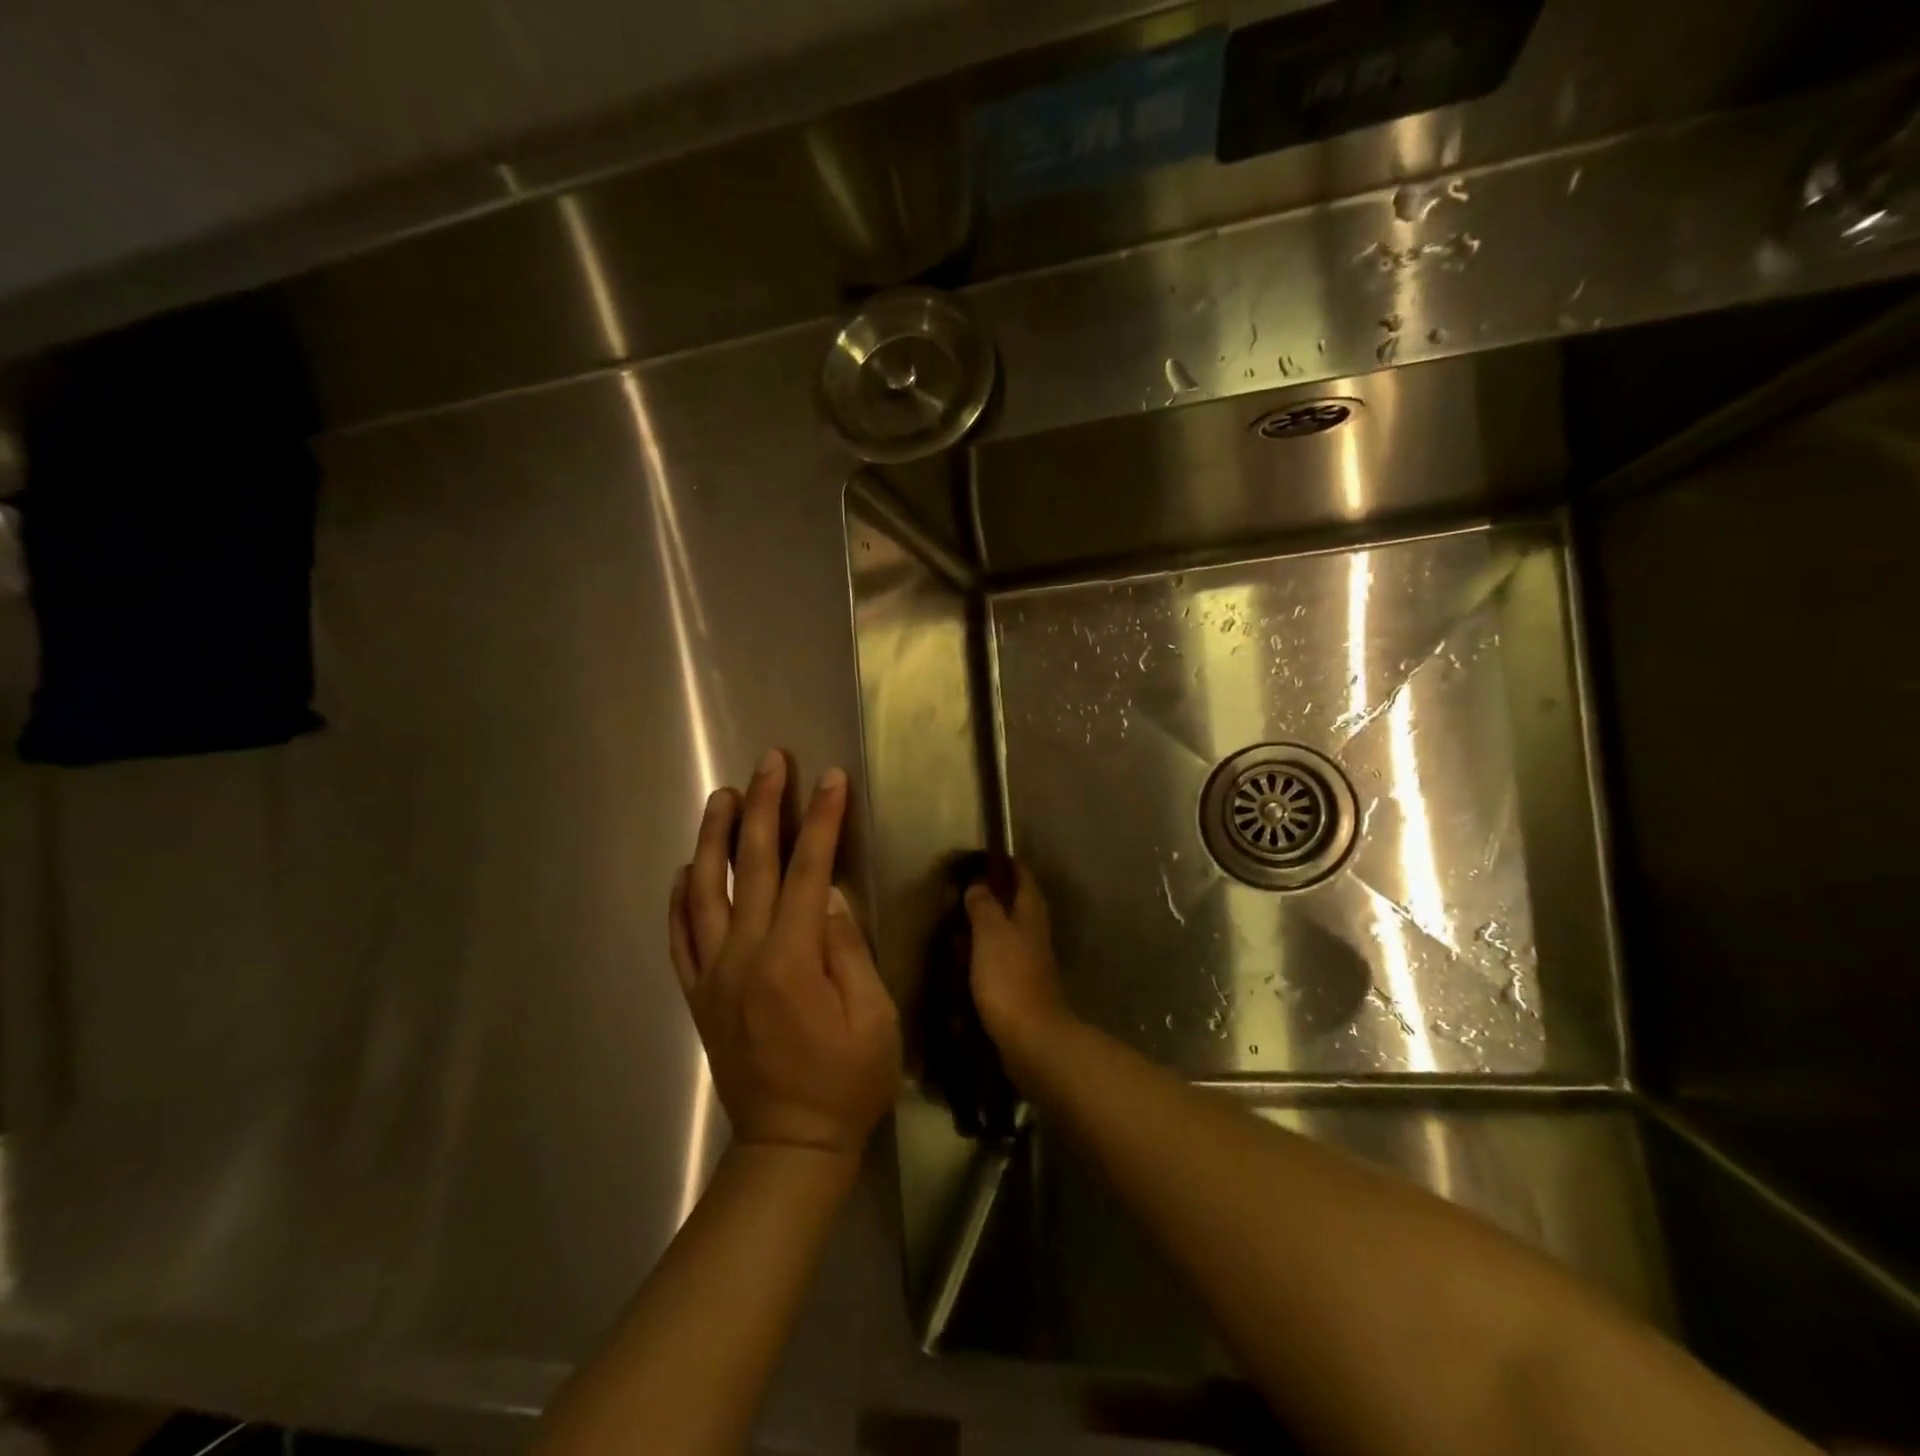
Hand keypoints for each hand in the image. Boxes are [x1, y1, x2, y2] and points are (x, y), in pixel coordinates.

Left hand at [669, 750, 901, 1156]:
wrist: (790, 1146)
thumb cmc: (848, 1082)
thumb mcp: (874, 1018)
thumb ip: (847, 950)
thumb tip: (826, 896)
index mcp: (791, 959)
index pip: (807, 871)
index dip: (822, 821)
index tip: (831, 779)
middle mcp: (742, 957)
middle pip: (751, 865)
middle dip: (764, 806)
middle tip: (771, 761)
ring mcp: (712, 975)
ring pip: (705, 891)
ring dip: (714, 837)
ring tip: (723, 794)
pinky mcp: (698, 996)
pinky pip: (678, 938)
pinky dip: (679, 899)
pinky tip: (686, 869)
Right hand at [964, 867, 1073, 1074]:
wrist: (1031, 1038)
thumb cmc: (1009, 977)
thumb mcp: (991, 933)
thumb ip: (984, 905)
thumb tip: (978, 885)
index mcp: (1031, 913)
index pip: (1022, 877)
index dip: (1004, 865)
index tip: (979, 858)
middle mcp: (1035, 932)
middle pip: (1016, 904)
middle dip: (993, 895)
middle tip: (961, 891)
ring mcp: (1030, 960)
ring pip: (1008, 931)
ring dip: (986, 924)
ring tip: (956, 922)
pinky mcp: (1021, 985)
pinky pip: (1001, 958)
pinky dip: (984, 952)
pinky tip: (964, 959)